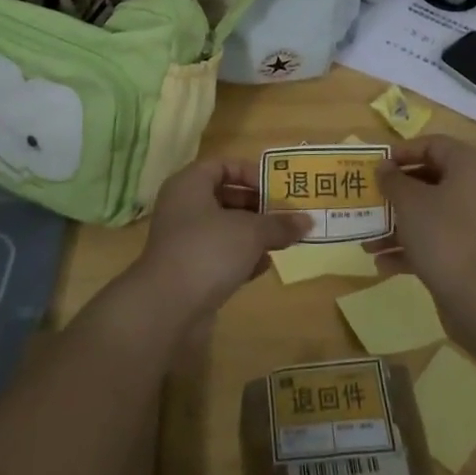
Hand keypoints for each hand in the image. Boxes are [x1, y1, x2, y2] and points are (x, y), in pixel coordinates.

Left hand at [129, 157, 310, 324]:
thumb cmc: (209, 250)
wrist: (167, 308)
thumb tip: (308, 221)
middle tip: (286, 214)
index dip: (250, 172)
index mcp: (190, 184)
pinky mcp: (188, 271)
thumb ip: (279, 224)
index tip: (276, 188)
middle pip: (225, 197)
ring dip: (253, 233)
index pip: (223, 165)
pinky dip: (241, 258)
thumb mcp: (251, 232)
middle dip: (258, 205)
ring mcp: (184, 241)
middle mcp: (183, 207)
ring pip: (224, 228)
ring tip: (283, 239)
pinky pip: (219, 255)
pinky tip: (265, 265)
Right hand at [367, 137, 475, 308]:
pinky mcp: (468, 253)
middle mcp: (475, 189)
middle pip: (429, 179)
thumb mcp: (410, 202)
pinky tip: (381, 263)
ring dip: (396, 224)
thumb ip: (393, 180)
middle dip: (395, 192)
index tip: (377, 165)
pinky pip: (434, 240)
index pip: (433, 145)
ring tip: (366, 239)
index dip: (402, 152)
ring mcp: (473, 223)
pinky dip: (410, 247)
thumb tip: (384, 167)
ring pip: (428, 213)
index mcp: (468, 166)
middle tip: (369, 198)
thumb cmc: (443, 235)